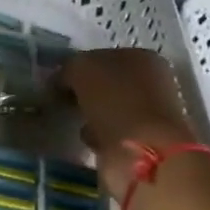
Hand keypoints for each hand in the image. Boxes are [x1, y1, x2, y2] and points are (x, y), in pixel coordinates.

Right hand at [61, 49, 201, 202]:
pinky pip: (111, 134)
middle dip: (84, 93)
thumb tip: (61, 80)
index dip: (78, 68)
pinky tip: (88, 140)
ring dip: (90, 116)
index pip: (102, 57)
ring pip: (109, 109)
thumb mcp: (82, 69)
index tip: (57, 83)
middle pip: (108, 84)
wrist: (144, 153)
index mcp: (142, 57)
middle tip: (62, 102)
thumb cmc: (116, 101)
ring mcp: (150, 114)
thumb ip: (69, 68)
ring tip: (73, 122)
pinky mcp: (144, 143)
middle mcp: (152, 82)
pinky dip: (98, 137)